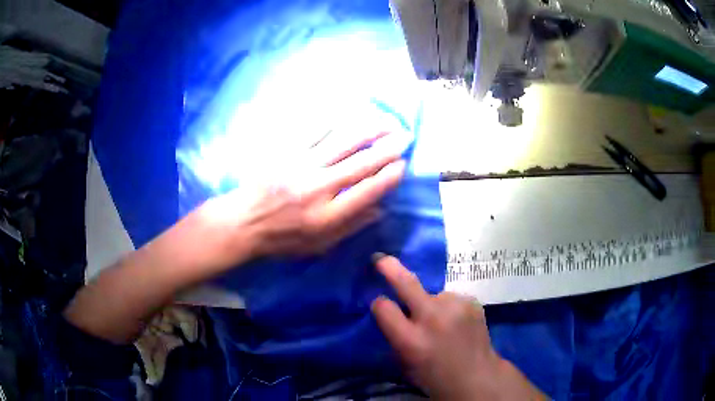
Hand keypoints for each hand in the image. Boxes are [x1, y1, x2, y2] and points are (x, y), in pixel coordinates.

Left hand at [193, 130, 410, 270]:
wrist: (243, 223)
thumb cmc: (282, 239)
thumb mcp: (318, 245)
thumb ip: (350, 227)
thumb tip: (381, 209)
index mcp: (327, 216)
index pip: (367, 191)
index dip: (389, 176)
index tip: (403, 165)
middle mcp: (317, 188)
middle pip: (359, 163)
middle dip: (387, 148)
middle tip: (404, 136)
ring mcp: (300, 166)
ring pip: (341, 142)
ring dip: (367, 129)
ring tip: (385, 121)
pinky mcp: (285, 151)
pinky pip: (314, 131)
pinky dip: (335, 121)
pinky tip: (350, 113)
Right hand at [371, 255, 546, 400]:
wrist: (476, 377)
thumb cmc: (434, 376)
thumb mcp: (404, 363)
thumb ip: (395, 335)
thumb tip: (388, 310)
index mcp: (411, 340)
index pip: (383, 307)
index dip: (379, 304)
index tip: (380, 303)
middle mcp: (433, 319)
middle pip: (406, 283)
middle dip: (390, 267)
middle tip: (380, 258)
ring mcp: (456, 307)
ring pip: (433, 294)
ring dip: (432, 304)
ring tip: (442, 323)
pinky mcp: (472, 302)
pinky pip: (451, 299)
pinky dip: (449, 308)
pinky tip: (457, 323)